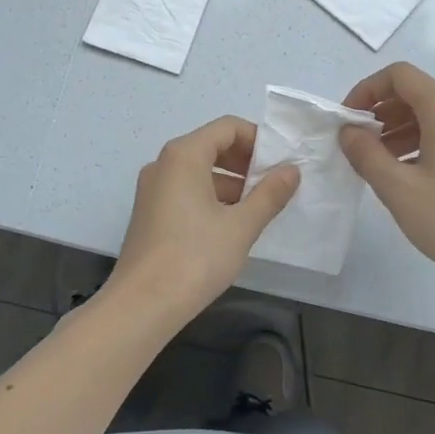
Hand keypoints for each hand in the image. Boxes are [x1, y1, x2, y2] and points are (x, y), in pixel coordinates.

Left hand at [109, 116, 300, 326]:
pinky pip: (185, 191)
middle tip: (274, 185)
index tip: (281, 163)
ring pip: (198, 171)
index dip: (258, 140)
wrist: (142, 305)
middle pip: (211, 146)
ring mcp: (152, 189)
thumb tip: (292, 170)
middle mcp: (163, 164)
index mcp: (184, 155)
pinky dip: (211, 198)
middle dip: (246, 162)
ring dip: (231, 182)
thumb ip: (269, 194)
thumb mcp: (241, 225)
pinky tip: (231, 225)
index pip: (227, 127)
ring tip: (259, 208)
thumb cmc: (195, 258)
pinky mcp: (150, 213)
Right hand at [340, 62, 434, 293]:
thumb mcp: (397, 187)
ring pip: (431, 115)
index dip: (367, 89)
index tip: (347, 119)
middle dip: (380, 111)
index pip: (400, 75)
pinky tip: (404, 174)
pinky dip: (418, 143)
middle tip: (357, 142)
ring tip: (375, 162)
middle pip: (416, 93)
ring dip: (397, 129)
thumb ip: (365, 153)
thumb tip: (348, 131)